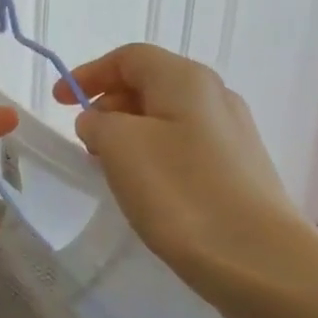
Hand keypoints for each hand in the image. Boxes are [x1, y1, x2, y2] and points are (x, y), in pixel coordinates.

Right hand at [54, 44, 317, 317]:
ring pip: (167, 117)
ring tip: (108, 166)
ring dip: (129, 132)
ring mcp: (233, 134)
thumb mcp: (119, 146)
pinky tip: (145, 188)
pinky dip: (153, 154)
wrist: (258, 259)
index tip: (59, 102)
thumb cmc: (181, 192)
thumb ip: (97, 122)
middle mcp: (215, 96)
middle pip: (150, 83)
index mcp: (185, 79)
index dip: (89, 73)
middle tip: (84, 139)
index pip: (129, 57)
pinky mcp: (239, 170)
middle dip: (109, 104)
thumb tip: (100, 121)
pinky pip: (184, 146)